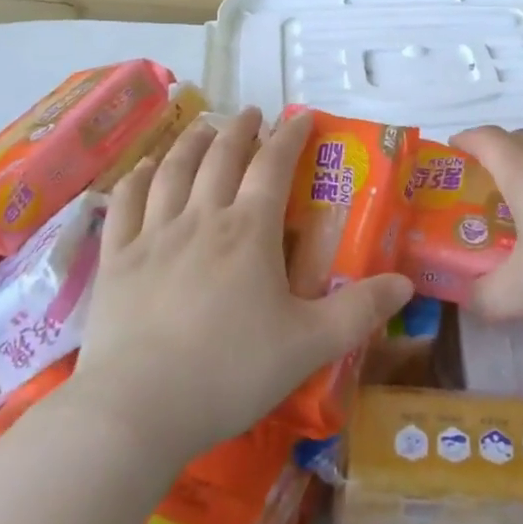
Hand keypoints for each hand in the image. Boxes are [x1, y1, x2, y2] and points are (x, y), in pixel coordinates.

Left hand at [62, 109, 413, 460]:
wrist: (136, 411)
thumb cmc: (229, 373)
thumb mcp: (308, 345)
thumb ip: (360, 311)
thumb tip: (406, 283)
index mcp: (249, 231)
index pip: (273, 166)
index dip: (290, 135)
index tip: (302, 116)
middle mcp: (201, 219)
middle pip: (221, 157)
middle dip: (240, 129)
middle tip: (251, 113)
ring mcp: (153, 236)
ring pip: (173, 171)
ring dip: (191, 142)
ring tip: (203, 127)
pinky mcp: (116, 260)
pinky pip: (125, 205)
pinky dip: (136, 179)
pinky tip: (142, 168)